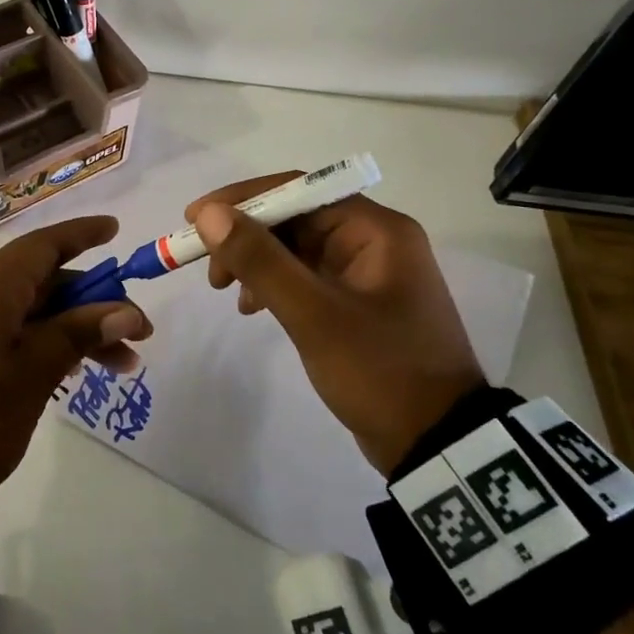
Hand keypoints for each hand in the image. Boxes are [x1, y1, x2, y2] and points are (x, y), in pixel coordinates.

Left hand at [0, 216, 152, 494]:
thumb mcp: (36, 372)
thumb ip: (80, 332)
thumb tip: (126, 312)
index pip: (42, 246)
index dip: (82, 235)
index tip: (115, 230)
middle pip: (36, 281)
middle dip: (88, 305)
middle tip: (133, 335)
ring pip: (18, 308)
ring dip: (65, 328)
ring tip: (112, 365)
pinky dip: (32, 337)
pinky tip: (63, 369)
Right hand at [186, 175, 485, 475]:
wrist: (437, 444)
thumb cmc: (379, 371)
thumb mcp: (313, 314)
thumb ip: (260, 260)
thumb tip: (209, 214)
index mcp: (375, 230)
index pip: (298, 190)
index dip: (242, 199)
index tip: (195, 217)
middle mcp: (373, 240)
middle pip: (295, 217)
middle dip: (246, 236)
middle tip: (208, 267)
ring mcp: (367, 271)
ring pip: (296, 247)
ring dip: (256, 261)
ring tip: (226, 292)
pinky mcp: (358, 301)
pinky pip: (306, 275)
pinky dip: (274, 284)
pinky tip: (252, 307)